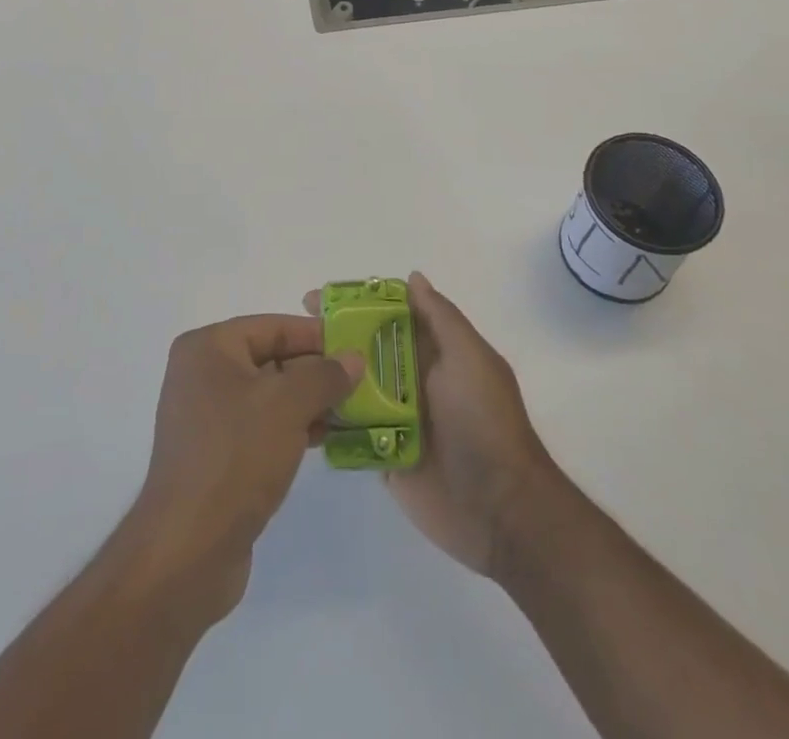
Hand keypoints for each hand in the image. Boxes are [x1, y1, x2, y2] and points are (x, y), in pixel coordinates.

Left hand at [122, 314, 363, 623]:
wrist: (188, 551)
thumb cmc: (236, 457)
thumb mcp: (287, 405)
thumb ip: (324, 375)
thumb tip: (354, 358)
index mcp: (207, 348)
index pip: (272, 327)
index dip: (316, 335)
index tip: (357, 346)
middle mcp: (201, 374)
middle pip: (270, 359)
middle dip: (316, 371)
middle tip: (361, 380)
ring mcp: (206, 417)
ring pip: (269, 395)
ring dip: (309, 401)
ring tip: (352, 411)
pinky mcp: (216, 455)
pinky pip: (261, 426)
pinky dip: (291, 427)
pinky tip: (325, 438)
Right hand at [307, 272, 555, 576]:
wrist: (501, 510)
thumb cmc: (484, 422)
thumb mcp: (470, 357)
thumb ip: (440, 318)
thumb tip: (413, 278)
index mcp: (434, 352)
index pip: (390, 315)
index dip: (357, 302)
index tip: (320, 298)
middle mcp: (413, 379)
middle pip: (366, 349)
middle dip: (332, 336)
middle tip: (293, 331)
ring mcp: (398, 418)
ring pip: (354, 388)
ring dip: (326, 376)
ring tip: (287, 369)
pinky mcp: (385, 455)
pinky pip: (352, 432)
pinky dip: (330, 420)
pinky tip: (297, 411)